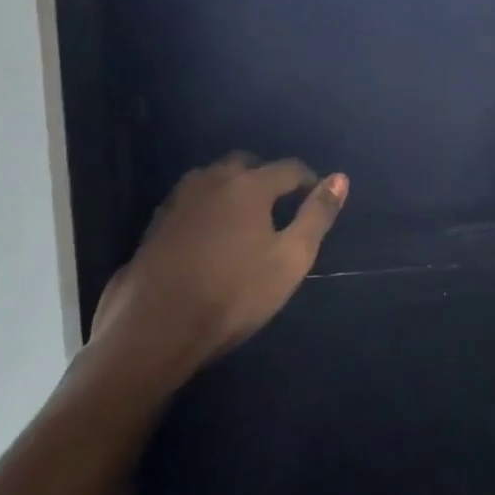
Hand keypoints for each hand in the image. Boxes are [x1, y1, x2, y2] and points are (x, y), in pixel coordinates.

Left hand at [91, 153, 347, 385]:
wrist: (154, 330)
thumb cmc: (234, 294)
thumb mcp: (291, 258)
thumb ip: (317, 215)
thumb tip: (340, 178)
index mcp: (249, 185)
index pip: (289, 168)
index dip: (309, 180)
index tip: (318, 196)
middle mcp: (212, 180)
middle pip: (246, 163)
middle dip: (267, 175)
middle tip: (281, 203)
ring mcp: (178, 201)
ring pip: (213, 178)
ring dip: (234, 187)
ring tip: (247, 215)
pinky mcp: (155, 224)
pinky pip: (191, 200)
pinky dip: (209, 205)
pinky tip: (211, 232)